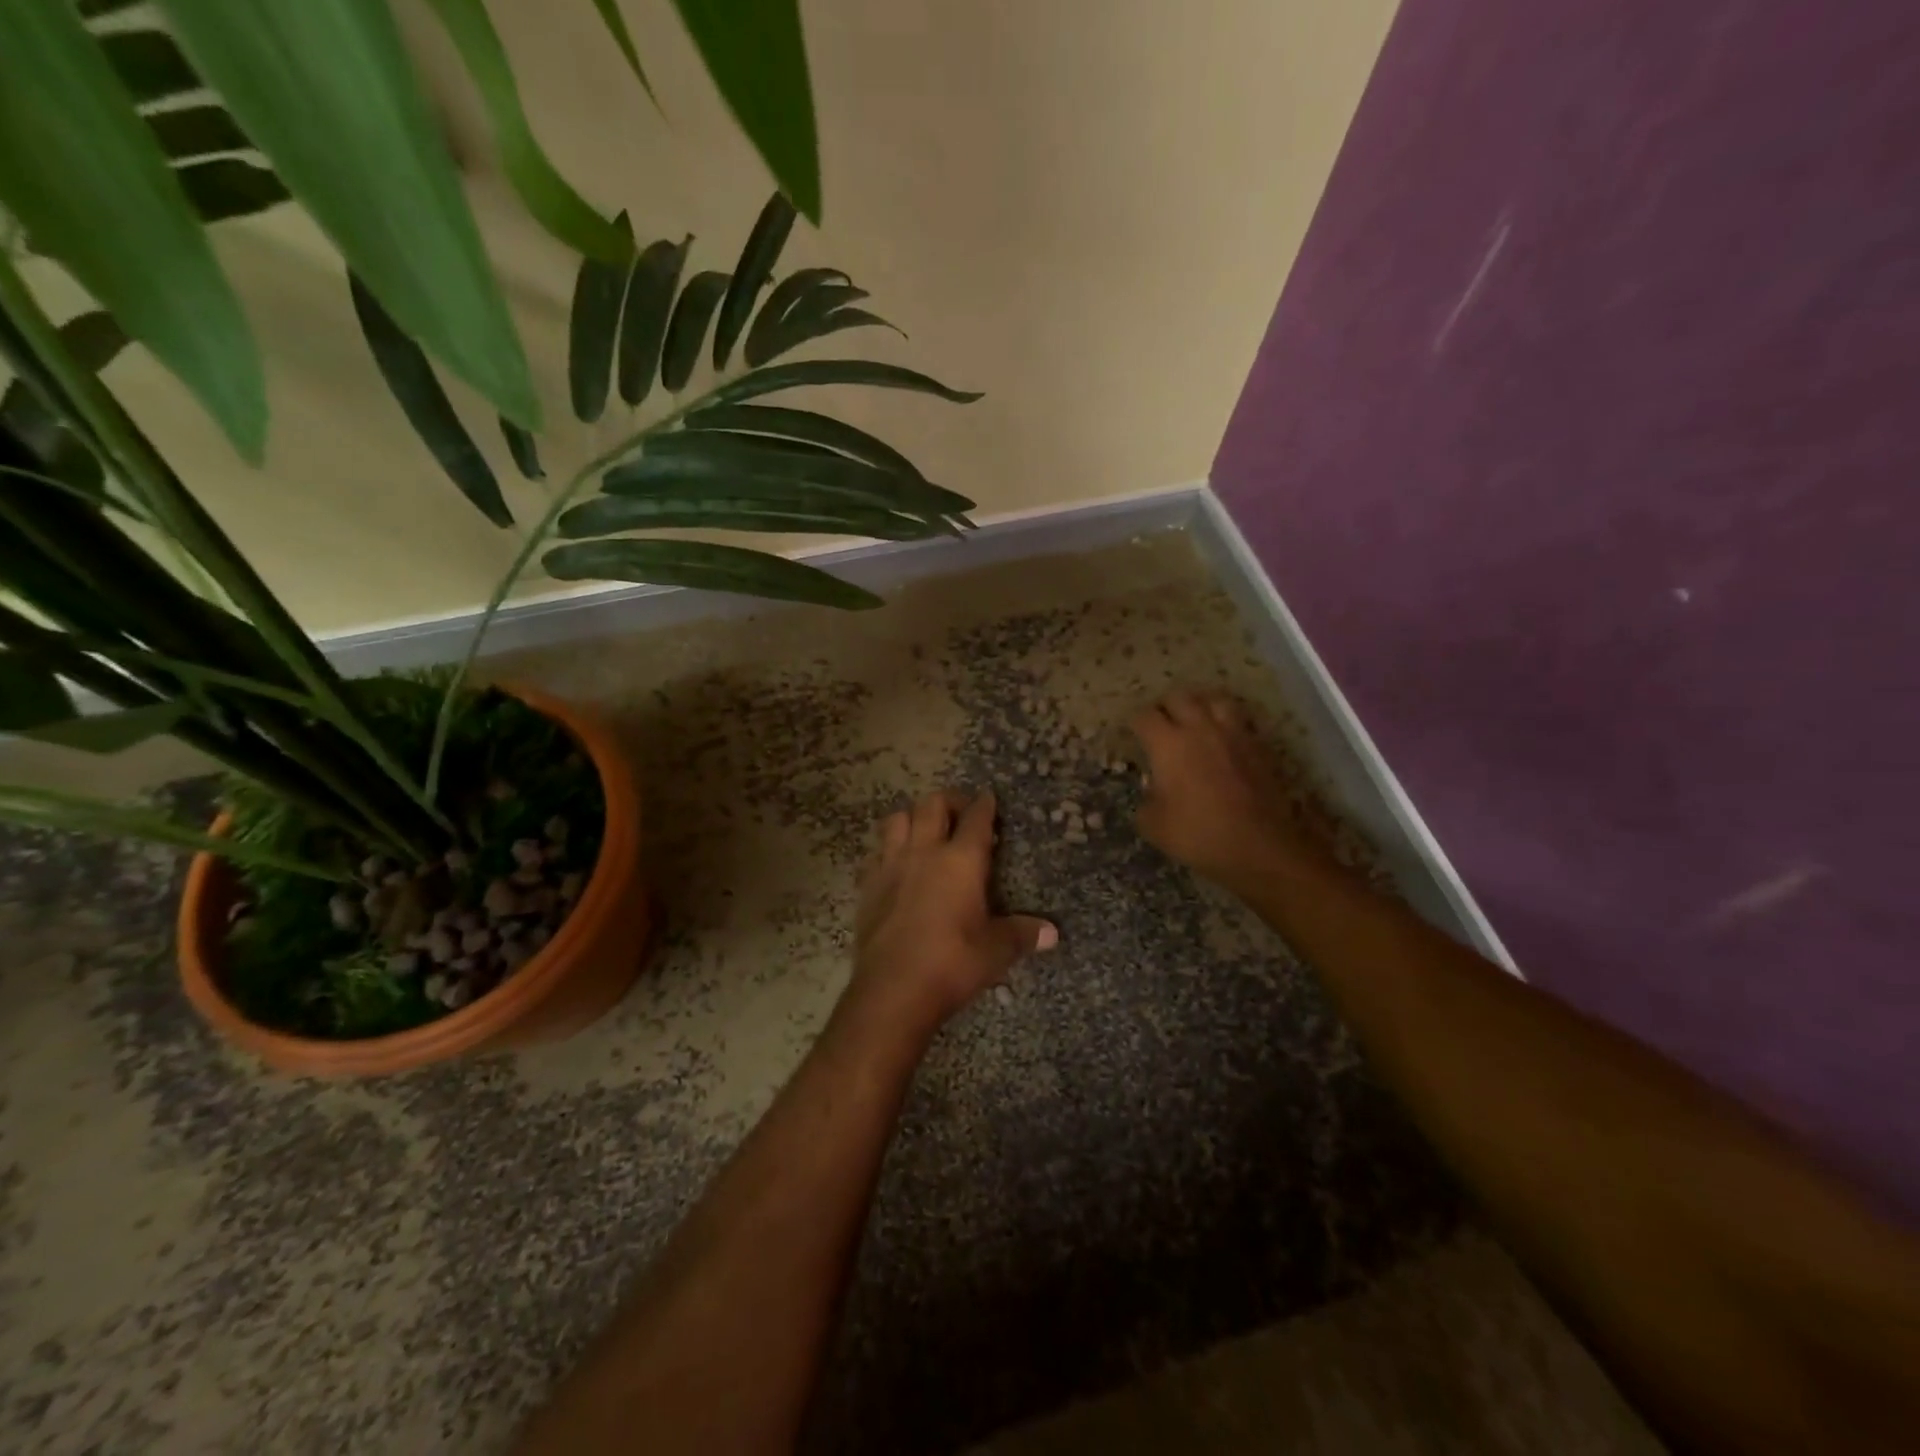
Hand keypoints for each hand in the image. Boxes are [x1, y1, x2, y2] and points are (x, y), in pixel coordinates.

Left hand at [850, 789, 1056, 1029]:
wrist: (893, 989)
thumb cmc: (952, 964)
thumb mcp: (996, 952)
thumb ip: (1022, 935)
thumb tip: (1052, 933)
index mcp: (961, 861)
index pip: (975, 818)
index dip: (984, 805)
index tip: (989, 799)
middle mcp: (924, 852)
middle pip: (932, 805)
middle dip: (949, 801)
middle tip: (960, 813)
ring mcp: (891, 865)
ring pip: (897, 819)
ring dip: (913, 817)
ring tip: (924, 830)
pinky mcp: (868, 885)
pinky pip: (876, 852)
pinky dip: (888, 849)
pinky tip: (896, 864)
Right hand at [1130, 689, 1316, 892]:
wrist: (1259, 845)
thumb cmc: (1198, 834)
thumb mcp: (1153, 825)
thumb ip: (1147, 800)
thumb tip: (1154, 790)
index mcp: (1167, 744)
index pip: (1144, 716)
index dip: (1136, 723)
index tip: (1134, 735)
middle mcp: (1199, 728)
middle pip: (1179, 696)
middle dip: (1166, 707)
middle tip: (1162, 725)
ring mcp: (1233, 734)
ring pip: (1214, 699)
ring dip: (1201, 704)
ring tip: (1196, 719)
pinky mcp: (1259, 746)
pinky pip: (1240, 720)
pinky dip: (1228, 723)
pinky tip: (1224, 738)